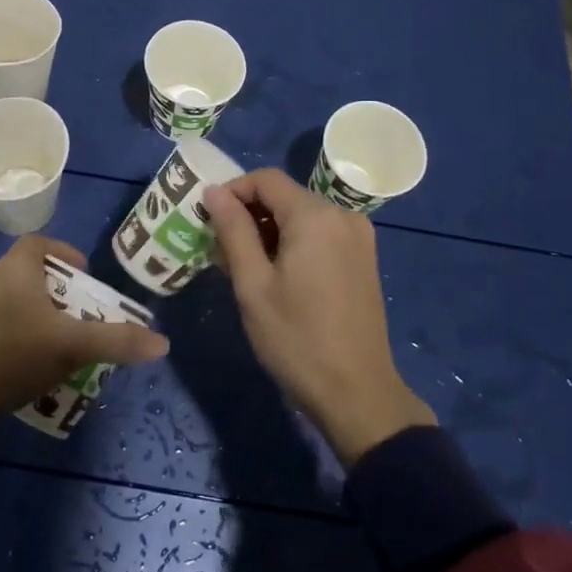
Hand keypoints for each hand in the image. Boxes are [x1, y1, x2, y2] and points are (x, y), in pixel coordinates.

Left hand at [0, 236, 168, 432]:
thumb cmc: (14, 355)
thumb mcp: (72, 346)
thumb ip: (117, 340)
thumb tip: (162, 342)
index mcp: (16, 268)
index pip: (39, 243)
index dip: (65, 253)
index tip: (86, 277)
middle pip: (35, 272)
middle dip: (64, 290)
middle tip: (87, 312)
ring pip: (22, 299)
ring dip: (48, 313)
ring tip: (71, 338)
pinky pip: (9, 321)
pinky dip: (30, 331)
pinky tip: (44, 360)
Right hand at [204, 169, 434, 466]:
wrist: (356, 392)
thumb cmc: (296, 339)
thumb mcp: (252, 284)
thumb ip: (233, 230)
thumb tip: (213, 192)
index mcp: (315, 216)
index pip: (266, 179)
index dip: (232, 191)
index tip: (207, 218)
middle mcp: (343, 215)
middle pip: (286, 196)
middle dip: (249, 213)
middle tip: (220, 248)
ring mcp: (359, 237)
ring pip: (303, 215)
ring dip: (270, 229)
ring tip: (244, 265)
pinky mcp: (364, 258)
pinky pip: (321, 233)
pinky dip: (294, 242)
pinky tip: (277, 274)